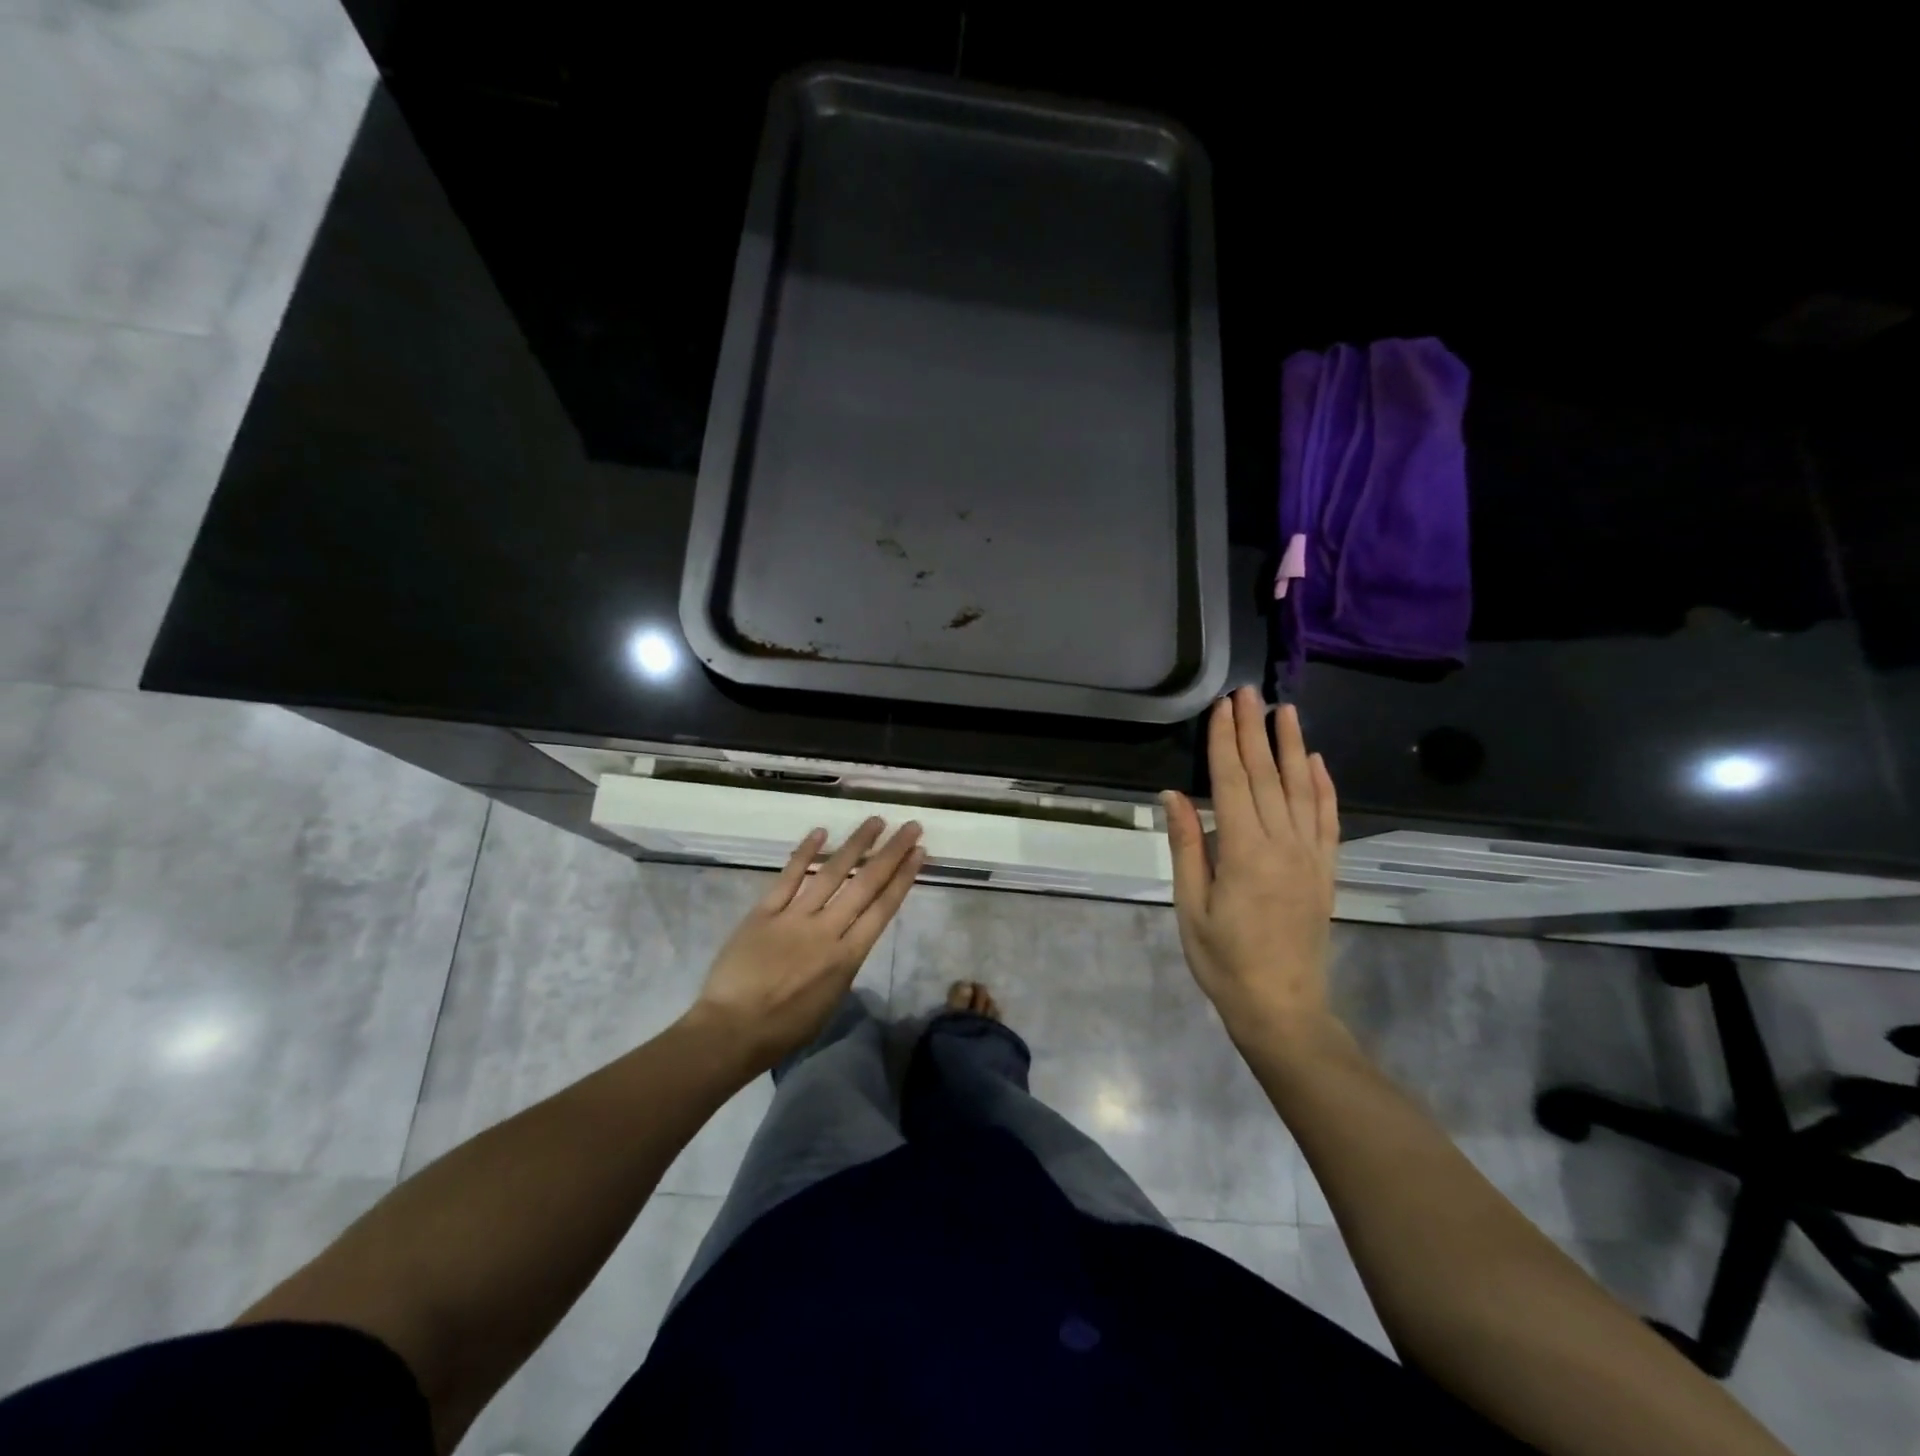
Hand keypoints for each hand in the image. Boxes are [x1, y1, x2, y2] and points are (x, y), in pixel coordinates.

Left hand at [687, 817, 924, 1071]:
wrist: (732, 1030)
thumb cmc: (785, 1028)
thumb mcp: (830, 1001)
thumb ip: (842, 965)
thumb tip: (846, 940)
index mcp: (847, 957)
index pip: (882, 908)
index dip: (903, 878)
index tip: (919, 854)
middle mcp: (827, 930)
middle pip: (866, 884)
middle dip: (891, 853)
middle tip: (910, 827)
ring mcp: (795, 917)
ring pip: (832, 873)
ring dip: (856, 844)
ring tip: (875, 821)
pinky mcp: (765, 911)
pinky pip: (789, 877)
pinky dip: (805, 853)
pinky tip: (821, 832)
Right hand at [1163, 688, 1340, 1049]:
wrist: (1282, 1008)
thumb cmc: (1224, 961)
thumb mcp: (1191, 907)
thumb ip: (1187, 846)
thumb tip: (1174, 795)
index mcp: (1244, 853)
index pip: (1233, 783)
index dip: (1225, 742)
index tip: (1222, 707)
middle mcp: (1283, 845)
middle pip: (1267, 776)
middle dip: (1254, 731)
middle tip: (1248, 693)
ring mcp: (1310, 857)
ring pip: (1302, 789)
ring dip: (1292, 747)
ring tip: (1285, 711)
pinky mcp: (1325, 871)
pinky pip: (1328, 820)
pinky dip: (1324, 787)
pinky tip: (1317, 762)